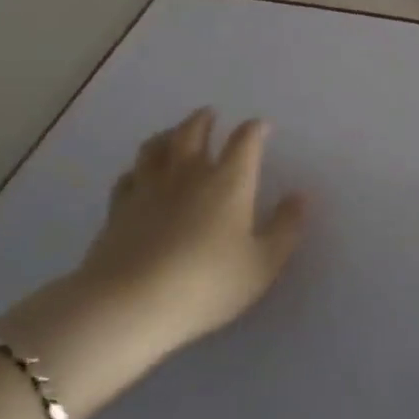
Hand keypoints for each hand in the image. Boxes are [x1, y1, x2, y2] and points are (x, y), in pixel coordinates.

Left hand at [0, 109, 305, 418]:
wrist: (131, 304)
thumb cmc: (208, 284)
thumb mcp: (263, 264)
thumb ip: (285, 228)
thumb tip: (299, 197)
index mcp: (229, 181)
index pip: (244, 142)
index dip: (254, 130)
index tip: (260, 126)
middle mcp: (188, 174)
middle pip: (193, 132)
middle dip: (204, 121)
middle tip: (209, 114)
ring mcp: (149, 188)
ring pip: (156, 147)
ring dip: (168, 134)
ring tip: (174, 133)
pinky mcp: (118, 209)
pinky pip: (128, 177)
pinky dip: (138, 169)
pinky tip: (138, 175)